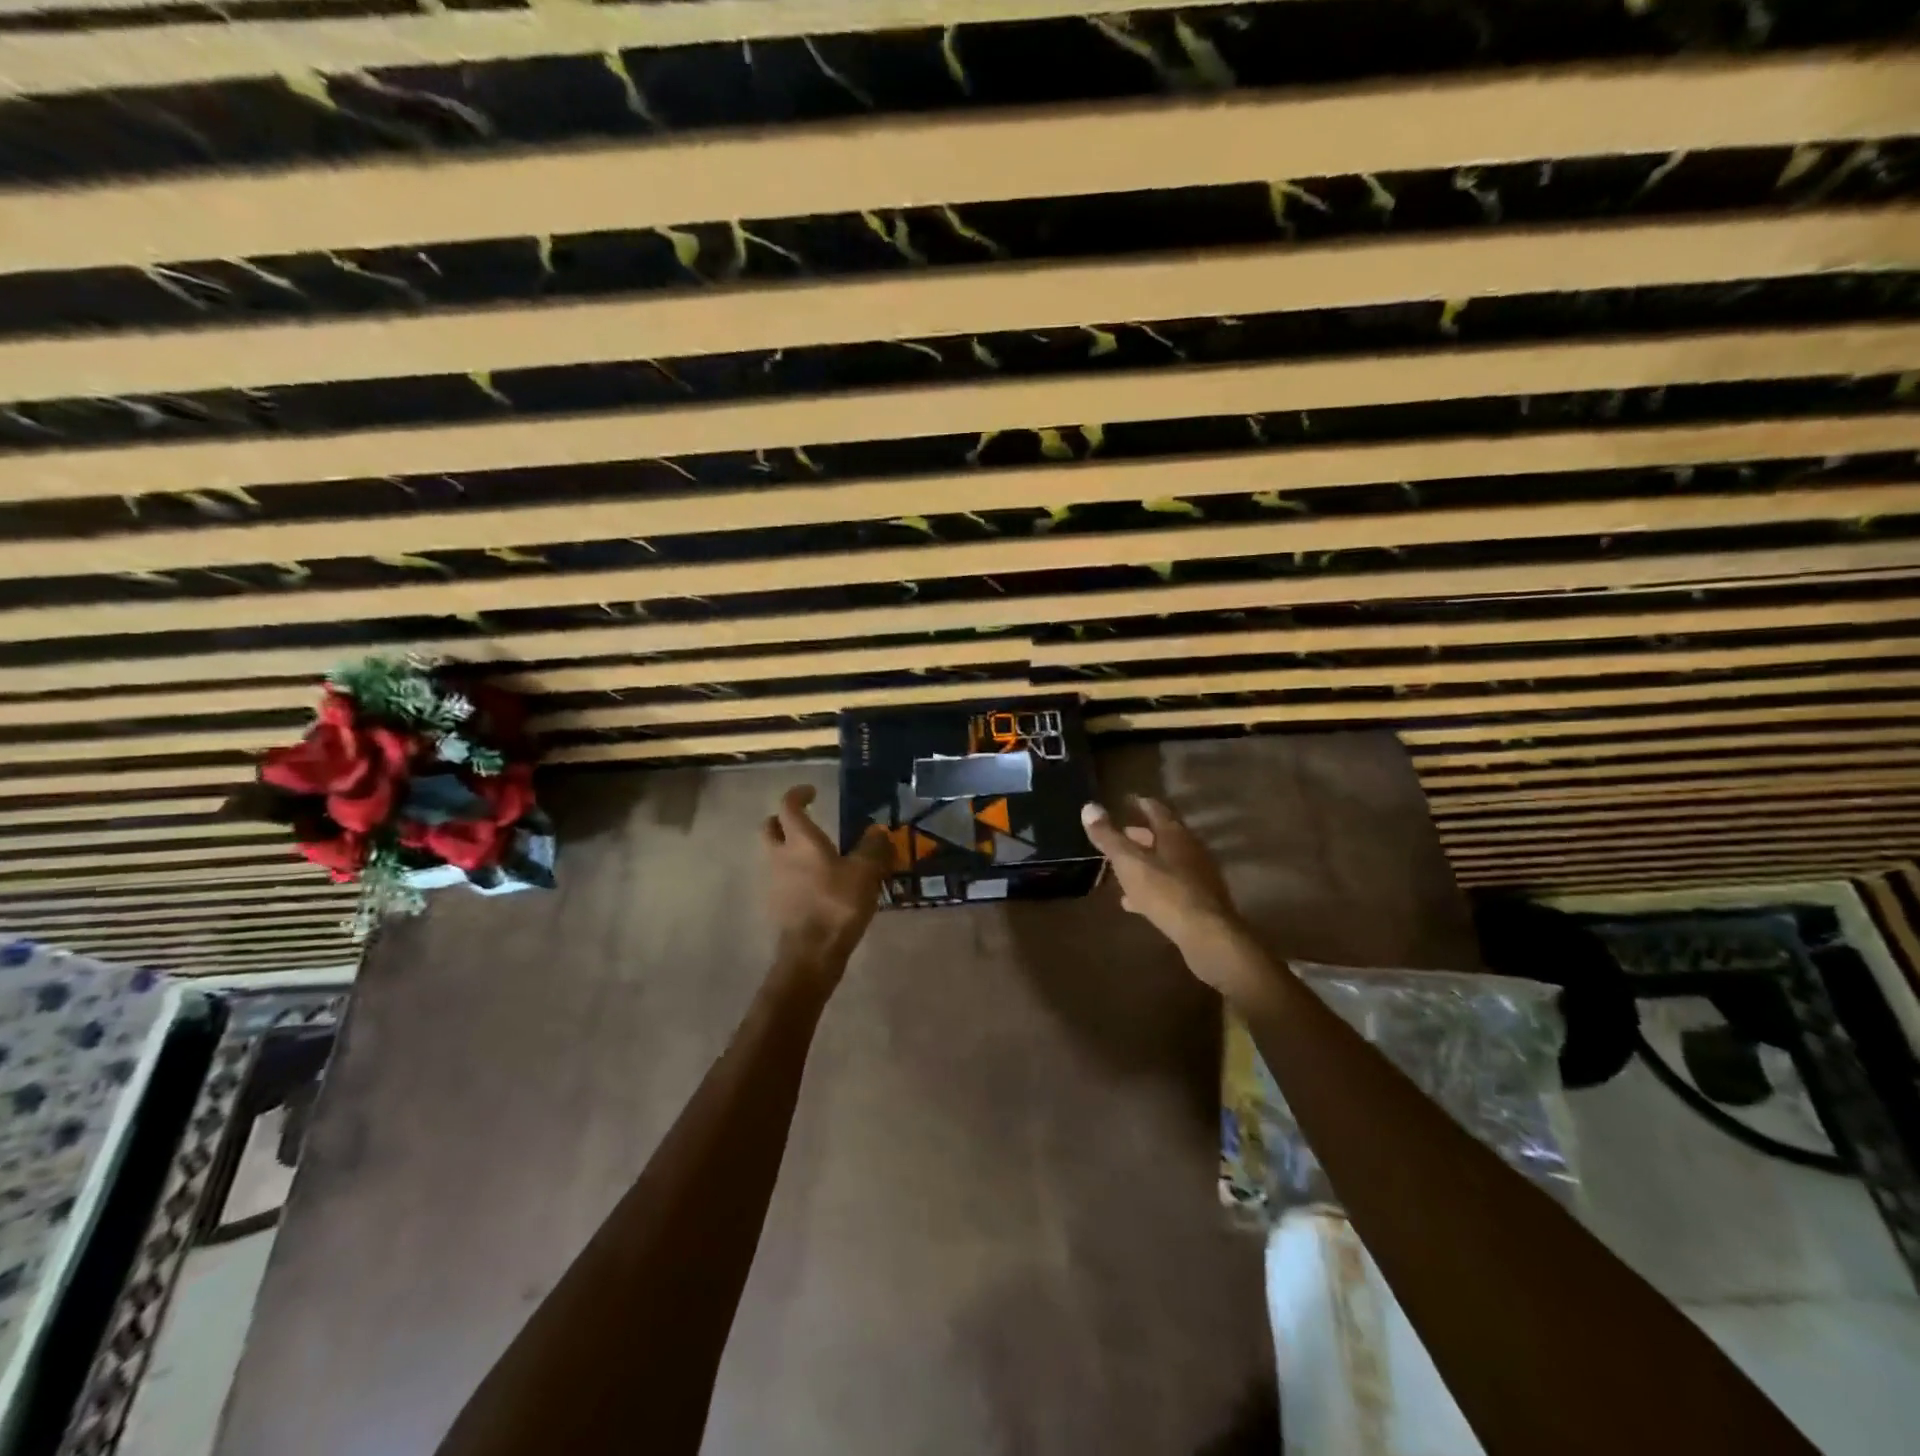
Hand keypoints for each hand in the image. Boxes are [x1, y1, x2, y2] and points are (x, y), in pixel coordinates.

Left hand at [762, 785, 889, 973]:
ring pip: (774, 855)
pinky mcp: (776, 905)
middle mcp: (780, 856)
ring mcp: (774, 882)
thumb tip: (876, 830)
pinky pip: (782, 879)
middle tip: (804, 821)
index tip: (813, 792)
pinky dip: (794, 874)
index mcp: (800, 841)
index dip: (798, 794)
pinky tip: (817, 884)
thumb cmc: (837, 904)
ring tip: (819, 856)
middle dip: (783, 820)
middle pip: (770, 828)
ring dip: (789, 849)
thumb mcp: (865, 872)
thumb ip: (872, 847)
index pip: (788, 806)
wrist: (811, 953)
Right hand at [1080, 796, 1263, 995]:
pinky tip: (1135, 901)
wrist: (1207, 935)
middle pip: (1163, 836)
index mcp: (1174, 834)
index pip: (1156, 810)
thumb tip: (1088, 806)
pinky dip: (1152, 888)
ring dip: (1147, 862)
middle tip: (1122, 834)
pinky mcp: (1199, 902)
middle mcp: (1190, 850)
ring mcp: (1198, 876)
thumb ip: (1108, 836)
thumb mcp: (1129, 862)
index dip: (1139, 804)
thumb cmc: (1165, 892)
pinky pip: (1170, 887)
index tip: (1126, 800)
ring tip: (1123, 867)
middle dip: (1141, 835)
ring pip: (1167, 863)